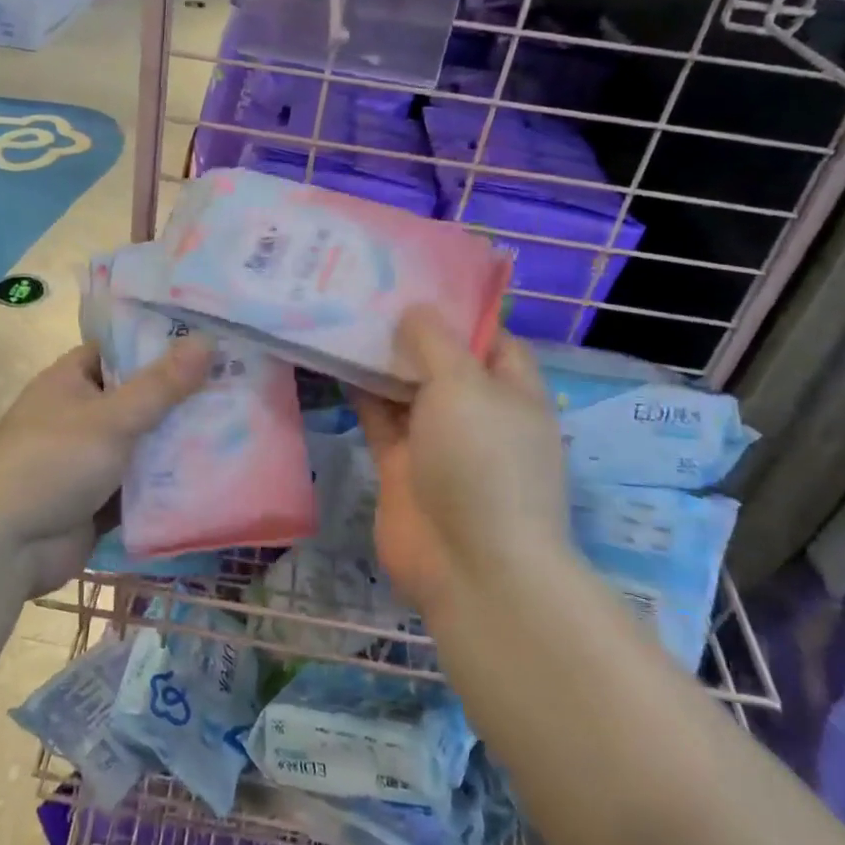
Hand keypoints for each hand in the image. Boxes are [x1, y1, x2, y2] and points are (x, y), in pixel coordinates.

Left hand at [0, 338, 212, 596]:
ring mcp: (88, 458)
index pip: (118, 350)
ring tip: (235, 423)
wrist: (7, 547)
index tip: (206, 340)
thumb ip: (161, 384)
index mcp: (69, 381)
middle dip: (178, 395)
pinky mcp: (98, 498)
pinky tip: (213, 471)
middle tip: (235, 382)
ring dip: (177, 439)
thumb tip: (206, 340)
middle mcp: (78, 414)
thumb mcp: (112, 418)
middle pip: (136, 396)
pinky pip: (140, 482)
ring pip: (142, 441)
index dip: (158, 343)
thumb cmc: (54, 463)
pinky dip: (167, 480)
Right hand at [353, 306, 570, 622]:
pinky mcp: (400, 465)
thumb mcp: (464, 385)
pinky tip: (332, 359)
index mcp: (511, 391)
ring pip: (406, 388)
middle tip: (367, 288)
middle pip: (442, 361)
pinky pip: (378, 418)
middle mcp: (476, 412)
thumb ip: (435, 342)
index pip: (489, 337)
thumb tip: (413, 311)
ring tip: (342, 314)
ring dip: (380, 359)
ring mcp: (437, 441)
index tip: (416, 279)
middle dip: (410, 330)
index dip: (457, 309)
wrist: (469, 565)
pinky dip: (360, 392)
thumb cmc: (482, 461)